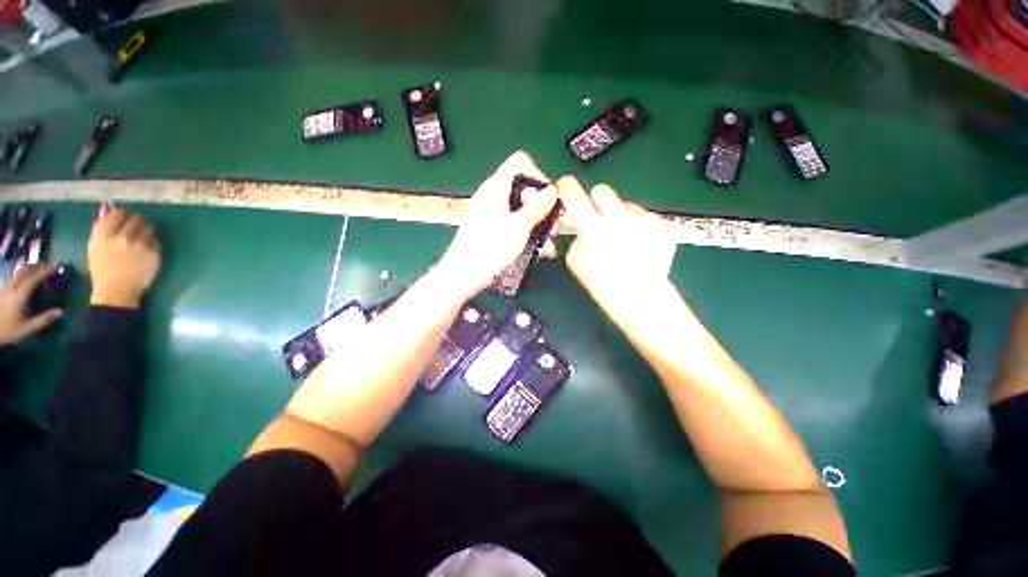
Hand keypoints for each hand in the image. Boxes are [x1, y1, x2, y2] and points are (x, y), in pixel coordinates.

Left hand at [0, 265, 63, 344]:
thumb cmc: (8, 331)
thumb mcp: (26, 329)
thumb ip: (43, 320)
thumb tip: (60, 312)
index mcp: (18, 296)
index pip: (33, 279)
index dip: (44, 271)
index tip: (56, 267)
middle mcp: (11, 288)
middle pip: (23, 271)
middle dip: (36, 266)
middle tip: (47, 265)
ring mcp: (4, 288)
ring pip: (16, 272)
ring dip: (28, 268)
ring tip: (36, 269)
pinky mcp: (1, 290)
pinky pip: (12, 277)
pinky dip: (20, 274)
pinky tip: (23, 277)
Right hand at [88, 209, 161, 308]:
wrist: (117, 291)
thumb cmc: (103, 269)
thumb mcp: (95, 246)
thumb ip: (101, 227)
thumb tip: (108, 209)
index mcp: (104, 234)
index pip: (118, 214)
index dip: (123, 215)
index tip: (124, 219)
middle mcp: (123, 237)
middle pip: (137, 218)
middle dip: (137, 221)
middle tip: (135, 227)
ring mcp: (141, 245)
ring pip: (149, 228)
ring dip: (146, 231)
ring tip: (140, 239)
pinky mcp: (155, 253)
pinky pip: (156, 241)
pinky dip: (152, 243)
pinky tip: (146, 250)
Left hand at [437, 151, 557, 294]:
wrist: (463, 275)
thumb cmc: (489, 249)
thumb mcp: (518, 228)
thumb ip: (537, 207)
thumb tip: (553, 190)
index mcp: (496, 188)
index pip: (520, 163)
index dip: (538, 176)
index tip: (549, 199)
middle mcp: (494, 196)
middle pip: (524, 188)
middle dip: (543, 206)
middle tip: (555, 226)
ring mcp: (493, 213)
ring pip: (522, 209)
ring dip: (539, 224)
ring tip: (549, 243)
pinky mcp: (494, 229)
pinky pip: (516, 223)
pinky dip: (529, 233)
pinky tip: (540, 250)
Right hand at [558, 176, 677, 311]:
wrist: (641, 297)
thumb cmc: (603, 283)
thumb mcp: (576, 262)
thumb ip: (577, 237)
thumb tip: (584, 225)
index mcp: (594, 228)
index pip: (575, 195)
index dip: (567, 187)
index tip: (565, 186)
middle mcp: (620, 217)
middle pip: (603, 190)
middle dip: (596, 201)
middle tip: (598, 218)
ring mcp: (644, 219)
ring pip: (626, 205)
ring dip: (620, 217)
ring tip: (625, 242)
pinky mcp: (662, 224)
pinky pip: (643, 216)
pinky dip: (638, 226)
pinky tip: (639, 246)